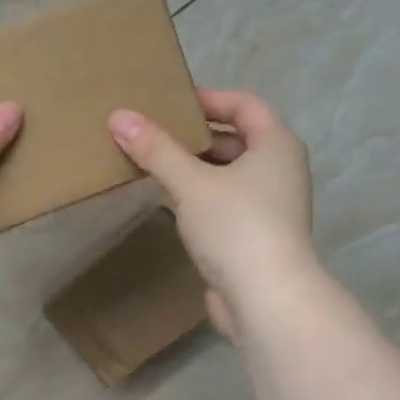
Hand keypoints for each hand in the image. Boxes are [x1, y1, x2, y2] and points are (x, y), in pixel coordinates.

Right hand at [108, 89, 315, 340]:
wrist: (267, 300)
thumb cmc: (236, 227)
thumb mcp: (191, 183)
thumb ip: (156, 150)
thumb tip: (118, 116)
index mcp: (277, 145)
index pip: (246, 104)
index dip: (210, 99)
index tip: (171, 103)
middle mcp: (281, 171)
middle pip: (238, 140)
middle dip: (198, 137)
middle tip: (156, 135)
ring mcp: (272, 208)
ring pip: (231, 176)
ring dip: (198, 169)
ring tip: (157, 167)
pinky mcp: (258, 238)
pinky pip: (227, 205)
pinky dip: (202, 198)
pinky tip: (173, 204)